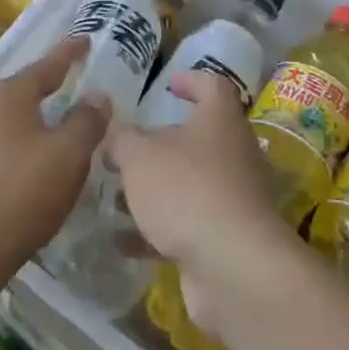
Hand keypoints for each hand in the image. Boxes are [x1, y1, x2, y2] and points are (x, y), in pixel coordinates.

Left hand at [0, 38, 106, 294]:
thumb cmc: (21, 195)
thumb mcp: (69, 157)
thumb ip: (87, 121)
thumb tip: (97, 96)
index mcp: (8, 94)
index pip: (47, 65)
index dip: (70, 53)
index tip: (84, 39)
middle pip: (19, 90)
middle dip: (44, 89)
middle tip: (67, 89)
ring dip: (22, 120)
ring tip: (43, 129)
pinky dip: (4, 144)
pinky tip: (12, 163)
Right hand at [106, 71, 290, 301]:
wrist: (235, 268)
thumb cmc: (187, 191)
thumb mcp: (140, 157)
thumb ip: (122, 138)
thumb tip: (113, 124)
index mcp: (220, 121)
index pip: (212, 86)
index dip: (191, 81)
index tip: (168, 85)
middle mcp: (234, 153)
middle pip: (197, 138)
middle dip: (158, 146)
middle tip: (124, 152)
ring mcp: (234, 198)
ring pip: (190, 184)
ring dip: (154, 190)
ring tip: (115, 197)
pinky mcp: (227, 238)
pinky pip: (189, 224)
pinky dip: (157, 230)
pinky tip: (122, 241)